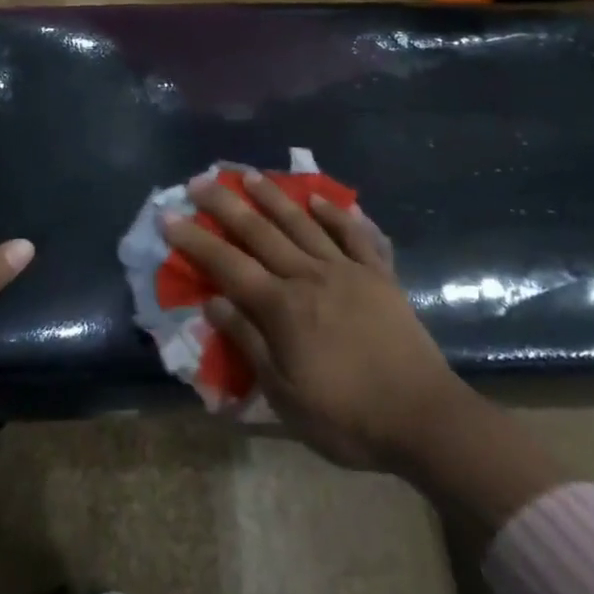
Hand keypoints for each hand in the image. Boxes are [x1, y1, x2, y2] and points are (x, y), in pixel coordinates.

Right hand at [165, 177, 564, 528]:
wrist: (424, 418)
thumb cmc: (347, 417)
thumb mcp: (286, 395)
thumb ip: (250, 343)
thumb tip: (215, 303)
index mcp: (283, 308)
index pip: (228, 266)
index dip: (196, 240)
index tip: (169, 216)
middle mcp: (309, 277)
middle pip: (260, 233)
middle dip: (226, 205)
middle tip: (200, 180)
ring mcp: (347, 271)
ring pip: (302, 223)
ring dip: (273, 196)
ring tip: (250, 175)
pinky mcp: (378, 275)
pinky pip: (354, 235)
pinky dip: (335, 213)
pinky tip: (318, 198)